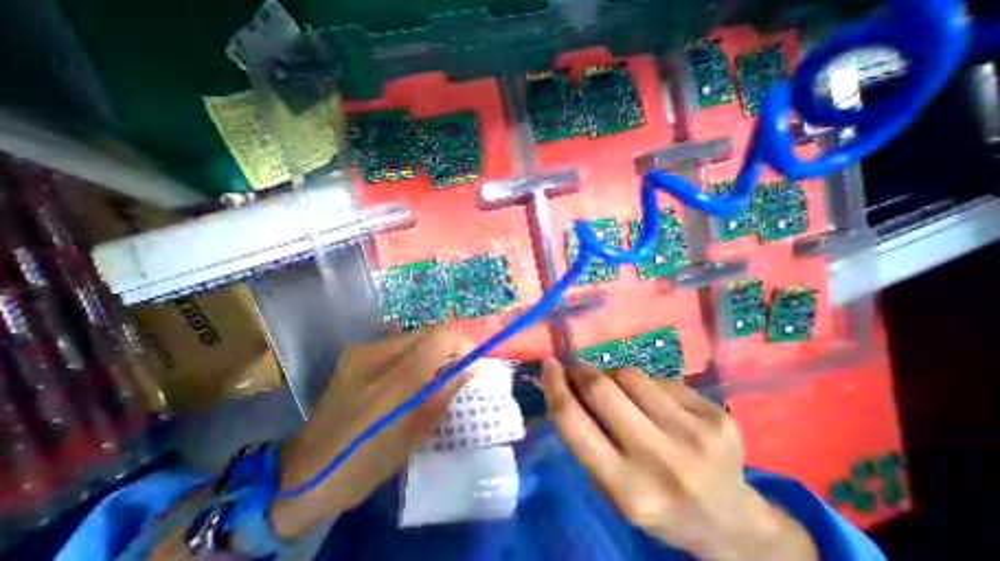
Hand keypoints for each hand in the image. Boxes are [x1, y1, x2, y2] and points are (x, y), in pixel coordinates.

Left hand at [265, 328, 469, 538]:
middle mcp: (377, 355)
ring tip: (433, 372)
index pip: (440, 337)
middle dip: (448, 345)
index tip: (471, 359)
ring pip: (412, 335)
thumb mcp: (414, 435)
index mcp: (395, 381)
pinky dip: (412, 353)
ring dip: (430, 349)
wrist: (302, 474)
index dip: (462, 342)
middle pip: (428, 331)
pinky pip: (395, 343)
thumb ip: (444, 394)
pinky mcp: (353, 353)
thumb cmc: (366, 463)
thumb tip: (469, 368)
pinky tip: (407, 375)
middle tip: (456, 367)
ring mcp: (361, 351)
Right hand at [544, 361, 814, 558]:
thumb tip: (564, 385)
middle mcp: (661, 461)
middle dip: (582, 371)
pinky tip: (659, 405)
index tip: (548, 365)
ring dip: (615, 377)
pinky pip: (661, 379)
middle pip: (602, 389)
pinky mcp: (717, 416)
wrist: (732, 523)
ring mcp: (695, 435)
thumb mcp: (611, 487)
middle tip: (578, 370)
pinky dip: (648, 385)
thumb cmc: (657, 504)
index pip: (574, 423)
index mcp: (627, 489)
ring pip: (631, 375)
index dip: (555, 386)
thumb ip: (585, 437)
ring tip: (623, 393)